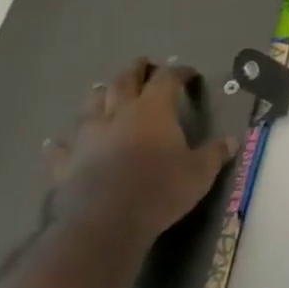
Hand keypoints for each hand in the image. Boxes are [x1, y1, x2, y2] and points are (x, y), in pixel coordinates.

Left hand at [42, 58, 240, 247]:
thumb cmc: (160, 190)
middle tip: (143, 64)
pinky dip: (61, 144)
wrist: (106, 223)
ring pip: (92, 104)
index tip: (188, 73)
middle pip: (125, 80)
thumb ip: (215, 154)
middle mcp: (119, 113)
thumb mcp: (199, 173)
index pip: (167, 78)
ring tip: (104, 90)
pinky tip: (55, 143)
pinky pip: (61, 148)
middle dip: (136, 69)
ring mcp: (89, 136)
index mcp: (154, 109)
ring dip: (100, 94)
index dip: (178, 72)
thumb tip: (233, 140)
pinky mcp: (67, 163)